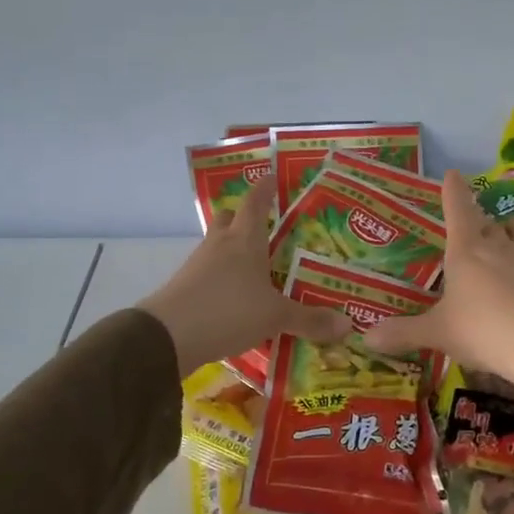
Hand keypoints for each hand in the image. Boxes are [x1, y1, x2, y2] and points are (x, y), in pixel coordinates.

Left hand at [136, 177, 350, 376]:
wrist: (166, 337)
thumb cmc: (227, 311)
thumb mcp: (275, 317)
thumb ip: (309, 320)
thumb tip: (348, 326)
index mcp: (245, 240)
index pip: (255, 203)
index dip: (265, 188)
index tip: (272, 176)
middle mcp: (220, 245)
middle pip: (228, 219)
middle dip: (244, 218)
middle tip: (266, 227)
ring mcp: (197, 265)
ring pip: (217, 246)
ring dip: (232, 251)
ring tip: (255, 266)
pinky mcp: (184, 288)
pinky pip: (207, 274)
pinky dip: (221, 279)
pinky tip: (235, 297)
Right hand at [366, 170, 513, 395]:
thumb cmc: (481, 332)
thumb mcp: (437, 334)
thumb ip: (403, 332)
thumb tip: (365, 338)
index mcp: (466, 252)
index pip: (457, 210)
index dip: (453, 191)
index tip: (453, 174)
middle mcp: (500, 246)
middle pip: (490, 221)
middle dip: (483, 224)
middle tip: (477, 238)